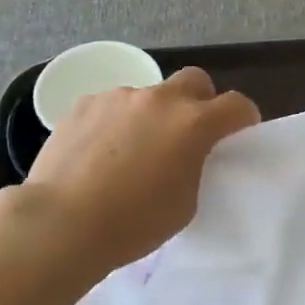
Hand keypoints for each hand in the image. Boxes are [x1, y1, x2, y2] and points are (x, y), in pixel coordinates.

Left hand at [15, 67, 259, 281]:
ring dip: (151, 115)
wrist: (61, 223)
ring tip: (131, 150)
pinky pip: (111, 106)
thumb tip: (186, 154)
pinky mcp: (84, 103)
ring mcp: (119, 96)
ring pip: (148, 95)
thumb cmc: (132, 223)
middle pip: (195, 80)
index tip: (238, 134)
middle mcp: (160, 99)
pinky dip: (115, 122)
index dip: (243, 118)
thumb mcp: (185, 203)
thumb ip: (194, 166)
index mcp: (193, 123)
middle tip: (188, 132)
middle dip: (200, 100)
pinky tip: (98, 152)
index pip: (237, 105)